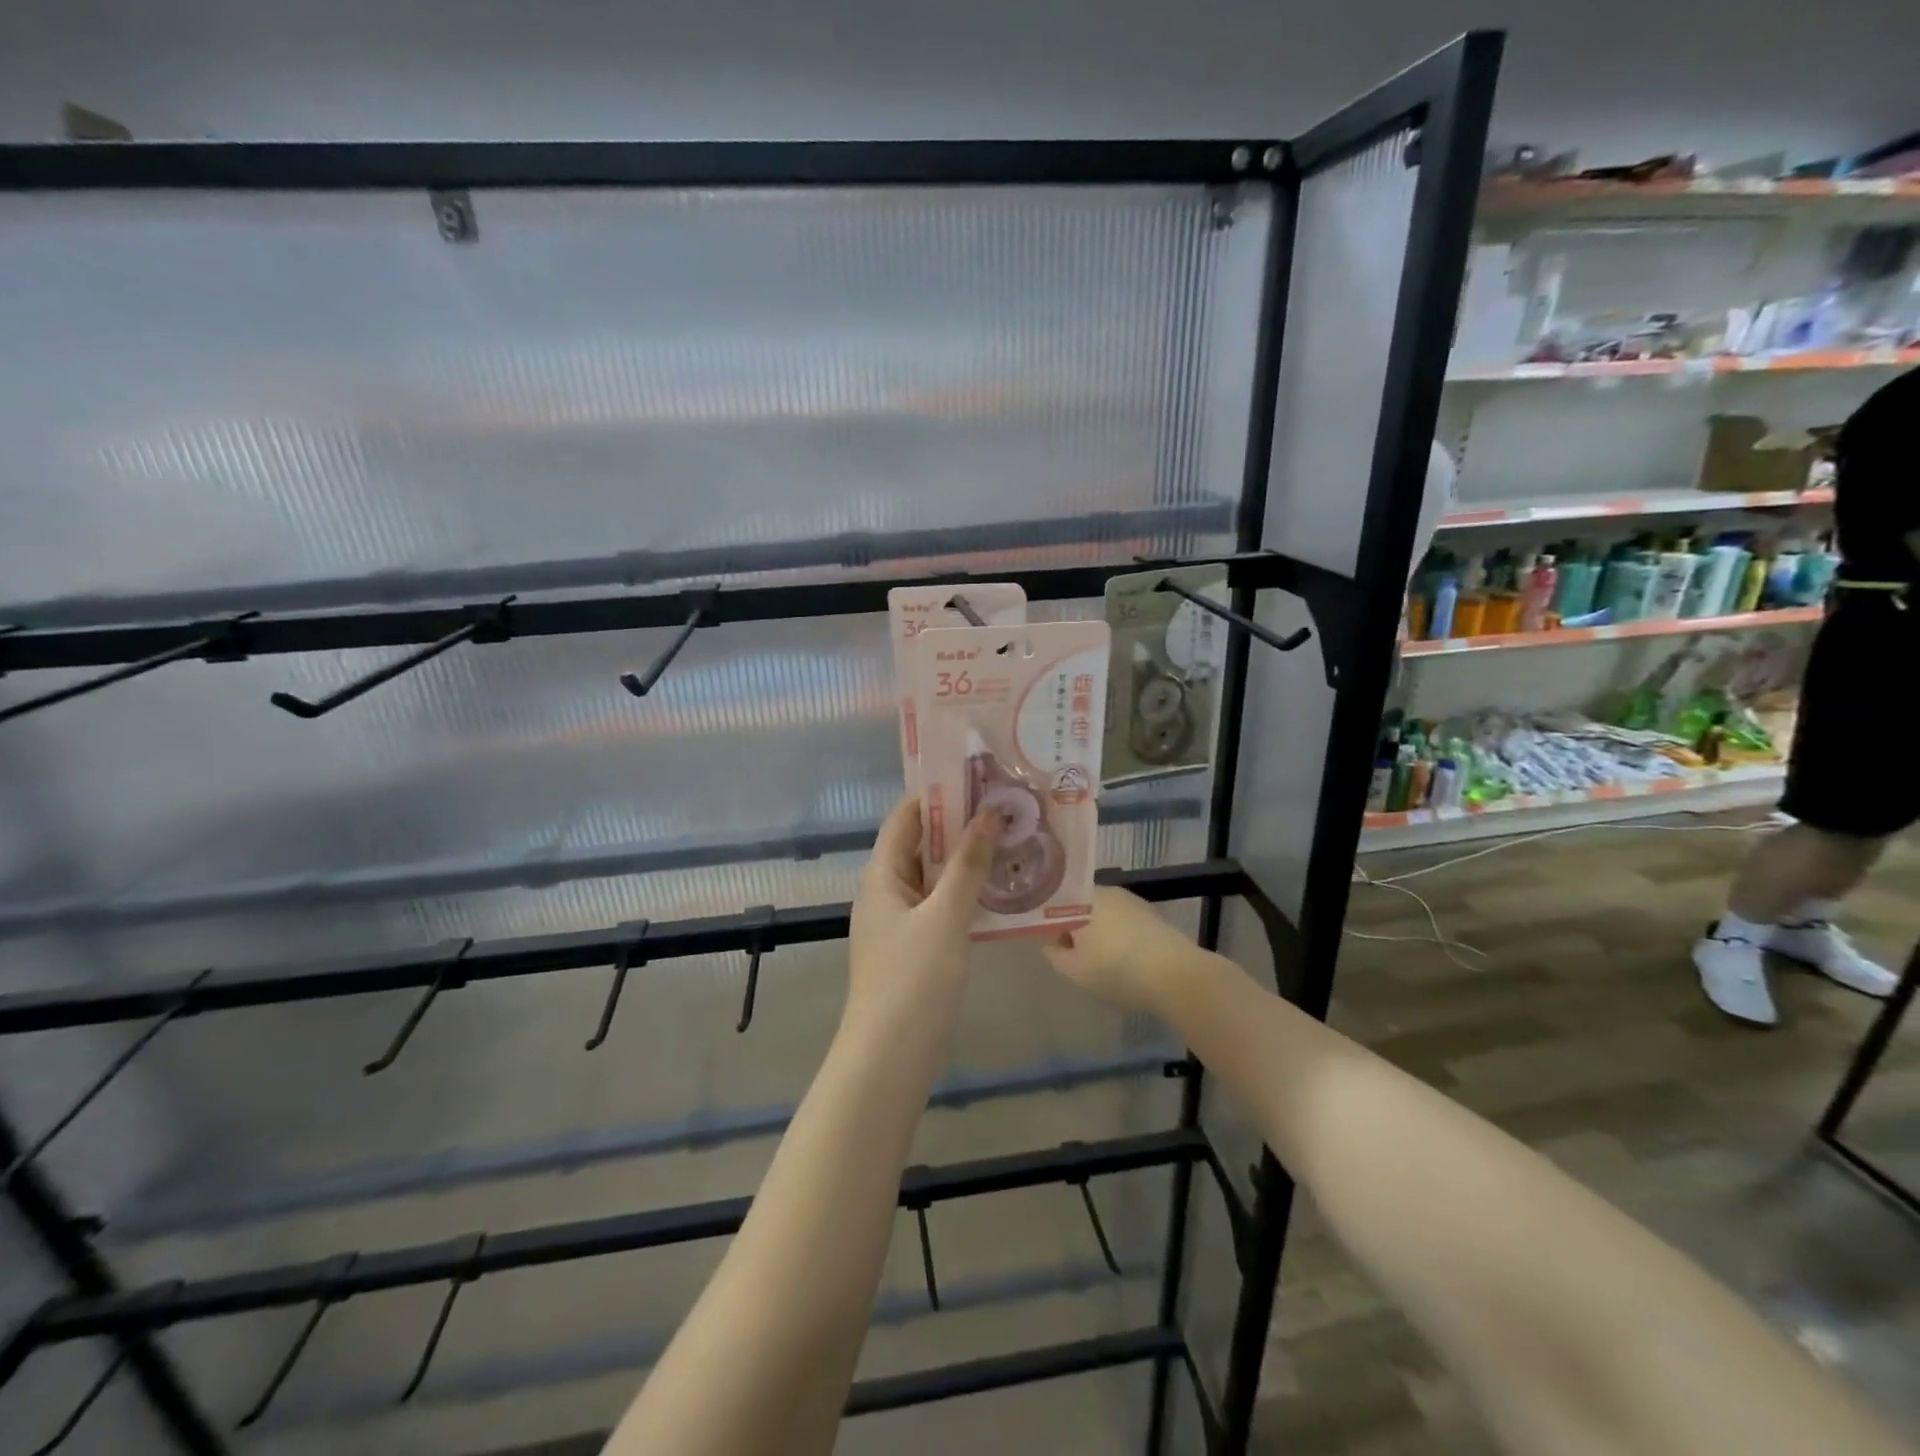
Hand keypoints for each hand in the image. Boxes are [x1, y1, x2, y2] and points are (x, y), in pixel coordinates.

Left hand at [845, 796, 1000, 1034]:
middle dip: (960, 826)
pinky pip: (942, 906)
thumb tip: (989, 814)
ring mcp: (901, 921)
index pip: (906, 818)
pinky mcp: (917, 947)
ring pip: (935, 877)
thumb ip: (967, 864)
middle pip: (921, 845)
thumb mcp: (945, 915)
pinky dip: (967, 893)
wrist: (892, 1057)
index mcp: (882, 875)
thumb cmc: (914, 979)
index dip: (938, 795)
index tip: (979, 778)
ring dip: (967, 859)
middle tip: (1006, 808)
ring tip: (1011, 840)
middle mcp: (887, 891)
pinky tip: (1001, 890)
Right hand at [1041, 886, 1203, 1014]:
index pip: (1055, 903)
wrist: (1176, 975)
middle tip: (1076, 956)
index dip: (1049, 923)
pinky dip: (1119, 934)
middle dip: (1075, 927)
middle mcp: (1106, 891)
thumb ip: (1054, 954)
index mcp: (1082, 900)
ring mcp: (1131, 900)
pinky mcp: (1151, 913)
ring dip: (1098, 931)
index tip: (1052, 944)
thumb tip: (1049, 943)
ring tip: (1101, 960)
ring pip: (1103, 913)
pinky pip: (1124, 920)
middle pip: (1080, 906)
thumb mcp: (1075, 971)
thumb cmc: (1117, 971)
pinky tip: (1125, 958)